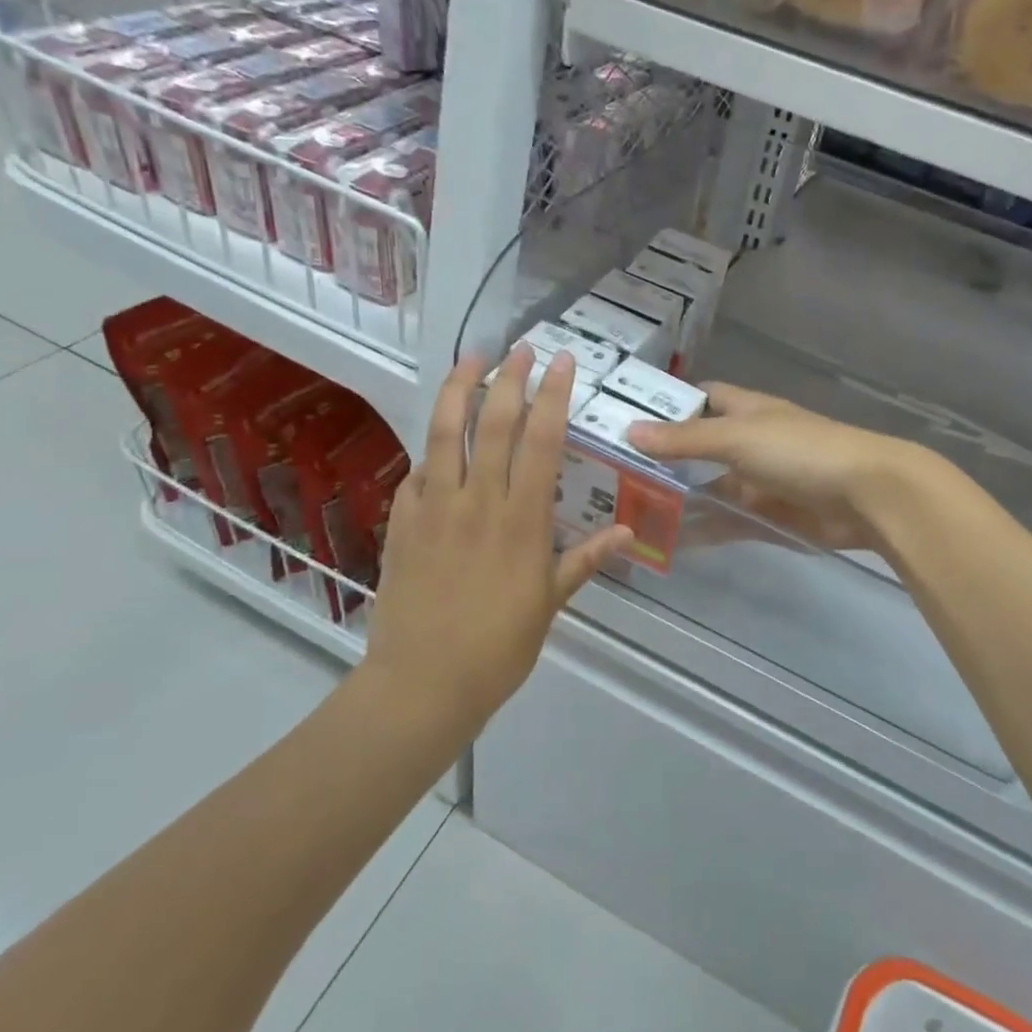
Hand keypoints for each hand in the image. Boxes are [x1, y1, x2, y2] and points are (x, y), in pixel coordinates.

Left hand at [359, 348, 630, 731]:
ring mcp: (434, 508)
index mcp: (521, 520)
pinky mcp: (402, 522)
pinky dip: (429, 449)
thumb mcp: (550, 604)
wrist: (423, 682)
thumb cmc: (498, 647)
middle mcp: (477, 501)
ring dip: (458, 390)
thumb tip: (628, 531)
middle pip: (493, 424)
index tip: (561, 363)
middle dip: (509, 379)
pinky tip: (437, 440)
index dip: (552, 396)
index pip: (540, 442)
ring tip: (471, 360)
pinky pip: (416, 473)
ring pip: (445, 434)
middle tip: (522, 348)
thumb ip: (585, 560)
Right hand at [625, 383, 926, 553]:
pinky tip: (668, 542)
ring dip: (678, 499)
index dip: (668, 405)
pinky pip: (727, 521)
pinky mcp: (769, 516)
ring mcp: (759, 481)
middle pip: (699, 448)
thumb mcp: (738, 438)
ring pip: (710, 488)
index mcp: (746, 410)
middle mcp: (750, 442)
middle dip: (664, 460)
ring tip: (629, 513)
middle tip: (614, 475)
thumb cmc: (800, 451)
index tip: (624, 418)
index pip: (701, 399)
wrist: (867, 495)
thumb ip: (685, 439)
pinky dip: (702, 530)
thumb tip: (630, 431)